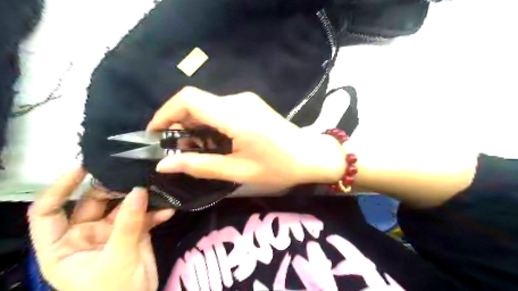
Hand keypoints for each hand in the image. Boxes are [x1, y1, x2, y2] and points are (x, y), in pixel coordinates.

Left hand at [30, 169, 175, 290]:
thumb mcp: (117, 259)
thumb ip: (128, 224)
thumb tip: (139, 191)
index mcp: (63, 244)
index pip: (48, 212)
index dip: (60, 188)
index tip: (83, 168)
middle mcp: (85, 234)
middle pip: (94, 202)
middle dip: (114, 190)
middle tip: (136, 180)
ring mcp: (112, 232)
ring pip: (123, 207)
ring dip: (141, 200)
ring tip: (158, 191)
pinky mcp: (134, 233)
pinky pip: (144, 217)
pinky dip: (156, 213)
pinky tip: (168, 210)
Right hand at [148, 87, 344, 190]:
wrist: (310, 156)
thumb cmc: (278, 168)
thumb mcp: (237, 172)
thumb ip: (200, 166)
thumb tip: (164, 165)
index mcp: (235, 116)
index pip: (188, 99)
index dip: (165, 113)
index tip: (154, 134)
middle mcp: (238, 101)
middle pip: (195, 102)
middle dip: (178, 123)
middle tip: (174, 150)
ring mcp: (245, 101)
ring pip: (207, 106)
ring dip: (194, 125)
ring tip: (193, 151)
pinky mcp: (250, 105)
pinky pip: (220, 109)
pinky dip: (208, 124)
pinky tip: (212, 143)